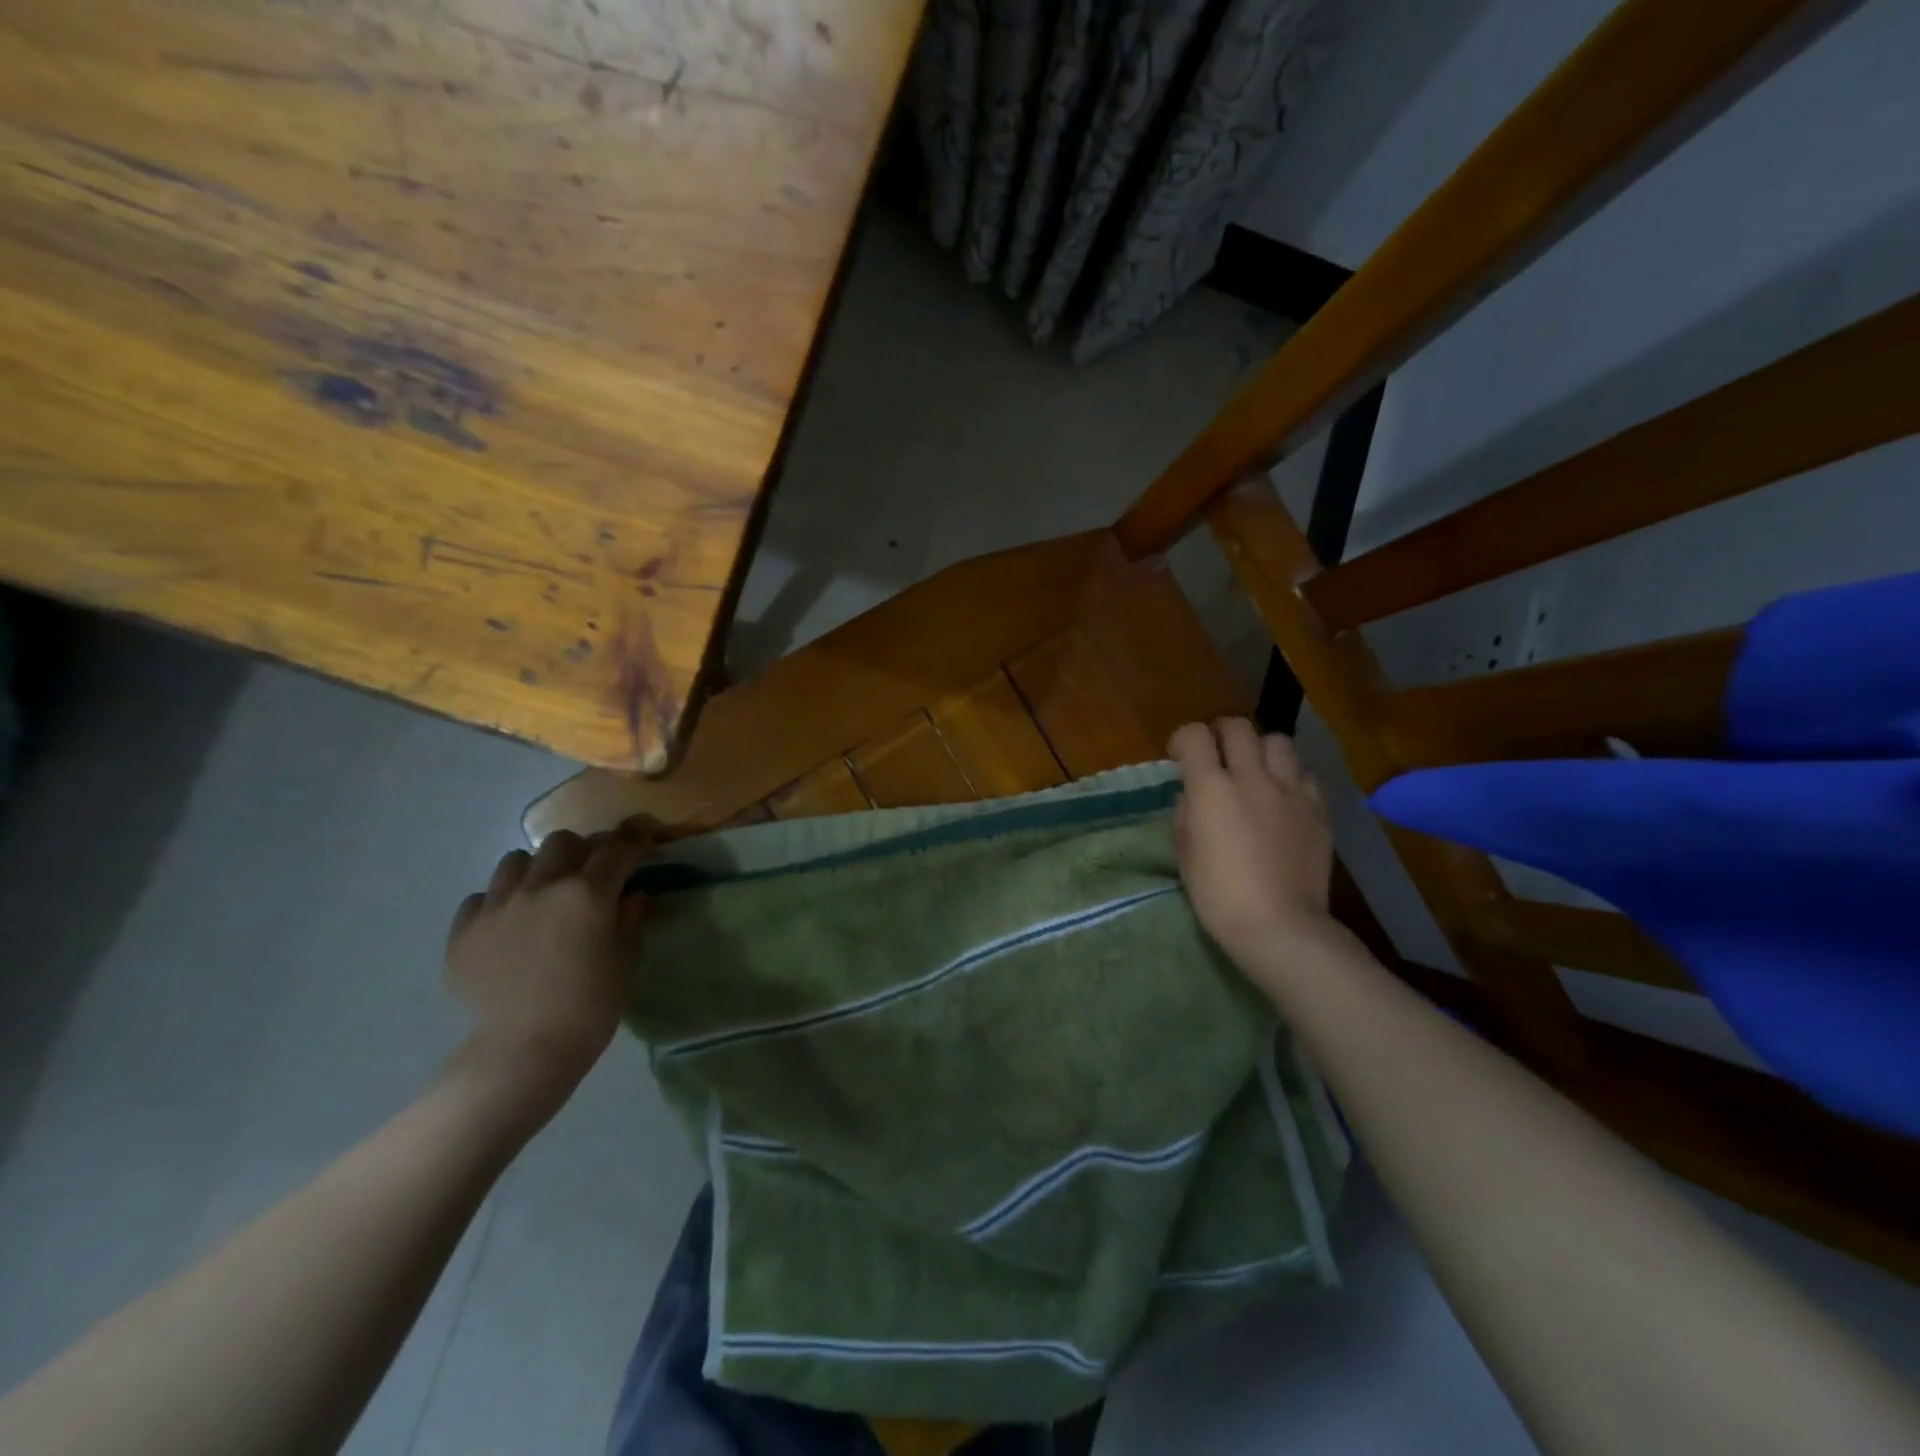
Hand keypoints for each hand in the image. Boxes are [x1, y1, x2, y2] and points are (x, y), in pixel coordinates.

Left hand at [444, 826, 650, 1110]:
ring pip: (515, 861)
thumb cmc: (591, 1005)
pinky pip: (481, 898)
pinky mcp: (464, 931)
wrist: (524, 1050)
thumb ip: (630, 918)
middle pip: (562, 842)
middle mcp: (542, 887)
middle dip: (581, 850)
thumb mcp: (626, 959)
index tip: (643, 832)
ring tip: (542, 894)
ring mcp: (498, 906)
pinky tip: (509, 925)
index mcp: (589, 893)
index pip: (618, 848)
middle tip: (589, 872)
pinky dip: (499, 902)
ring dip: (536, 870)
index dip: (635, 835)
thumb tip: (632, 894)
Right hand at [1169, 719, 1336, 978]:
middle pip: (1238, 727)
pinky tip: (1283, 797)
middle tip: (1215, 754)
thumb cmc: (1219, 895)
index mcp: (1212, 788)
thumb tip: (1194, 797)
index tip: (1179, 757)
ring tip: (1254, 770)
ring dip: (1260, 749)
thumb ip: (1186, 815)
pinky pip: (1304, 774)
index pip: (1195, 736)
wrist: (1280, 926)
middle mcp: (1252, 778)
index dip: (1183, 740)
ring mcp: (1291, 791)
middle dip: (1220, 733)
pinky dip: (1289, 776)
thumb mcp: (1185, 854)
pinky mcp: (1318, 810)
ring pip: (1277, 741)